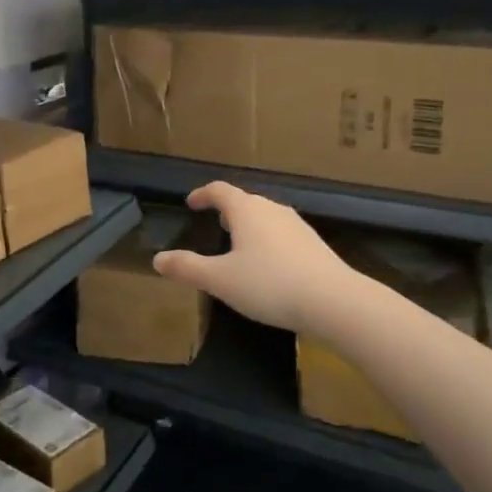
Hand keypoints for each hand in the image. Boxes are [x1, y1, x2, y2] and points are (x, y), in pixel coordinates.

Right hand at [153, 181, 357, 332]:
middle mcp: (272, 209)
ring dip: (249, 224)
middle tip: (214, 221)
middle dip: (227, 209)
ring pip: (265, 216)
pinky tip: (268, 264)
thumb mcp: (220, 280)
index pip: (220, 190)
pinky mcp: (313, 244)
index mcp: (246, 210)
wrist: (334, 301)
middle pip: (245, 201)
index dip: (203, 194)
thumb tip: (157, 259)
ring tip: (239, 243)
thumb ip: (187, 268)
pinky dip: (267, 239)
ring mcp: (296, 225)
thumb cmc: (270, 284)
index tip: (191, 202)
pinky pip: (281, 233)